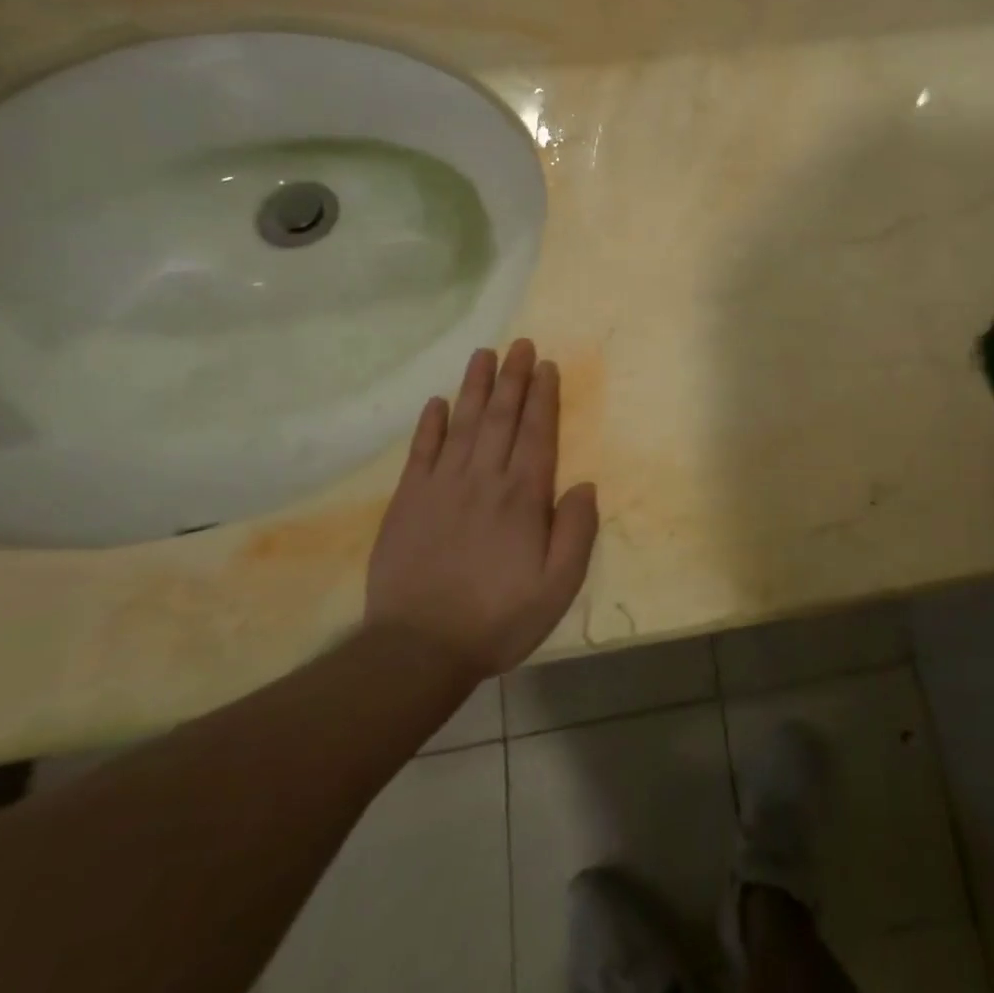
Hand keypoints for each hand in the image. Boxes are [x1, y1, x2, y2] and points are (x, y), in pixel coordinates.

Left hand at [366, 339, 599, 679]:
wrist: (418, 648)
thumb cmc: (498, 618)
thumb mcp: (558, 586)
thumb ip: (576, 532)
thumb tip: (585, 485)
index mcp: (523, 496)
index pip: (537, 433)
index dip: (544, 397)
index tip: (547, 366)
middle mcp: (484, 479)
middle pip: (501, 417)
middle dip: (514, 378)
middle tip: (520, 344)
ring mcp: (442, 486)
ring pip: (463, 424)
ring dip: (475, 387)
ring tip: (484, 355)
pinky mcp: (408, 500)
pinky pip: (421, 452)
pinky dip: (430, 424)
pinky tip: (437, 402)